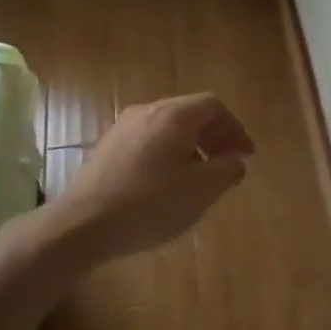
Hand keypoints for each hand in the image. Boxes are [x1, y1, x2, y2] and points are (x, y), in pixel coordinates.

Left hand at [56, 94, 255, 262]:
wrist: (85, 223)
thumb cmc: (152, 203)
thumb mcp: (202, 190)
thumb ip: (227, 170)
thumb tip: (235, 160)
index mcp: (174, 115)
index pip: (213, 106)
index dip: (235, 129)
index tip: (245, 155)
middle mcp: (147, 111)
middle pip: (189, 113)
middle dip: (213, 136)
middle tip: (225, 164)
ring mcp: (122, 128)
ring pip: (166, 128)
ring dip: (190, 147)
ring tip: (198, 177)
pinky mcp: (106, 148)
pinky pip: (147, 142)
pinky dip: (166, 155)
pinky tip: (165, 184)